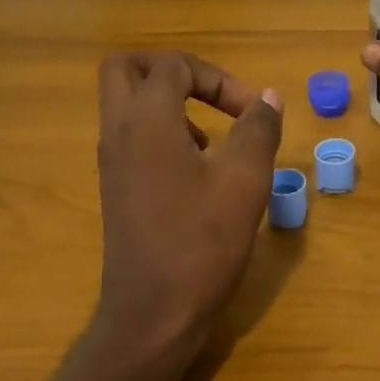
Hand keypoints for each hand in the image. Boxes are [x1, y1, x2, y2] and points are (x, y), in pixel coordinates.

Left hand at [91, 52, 283, 366]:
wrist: (152, 315)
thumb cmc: (201, 243)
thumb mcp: (245, 181)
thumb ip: (258, 130)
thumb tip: (268, 99)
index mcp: (147, 121)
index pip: (174, 66)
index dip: (219, 78)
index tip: (252, 113)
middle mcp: (118, 132)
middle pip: (126, 68)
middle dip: (172, 70)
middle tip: (209, 93)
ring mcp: (111, 162)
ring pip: (125, 103)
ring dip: (167, 103)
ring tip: (211, 138)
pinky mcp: (115, 188)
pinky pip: (130, 136)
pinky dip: (161, 133)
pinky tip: (197, 171)